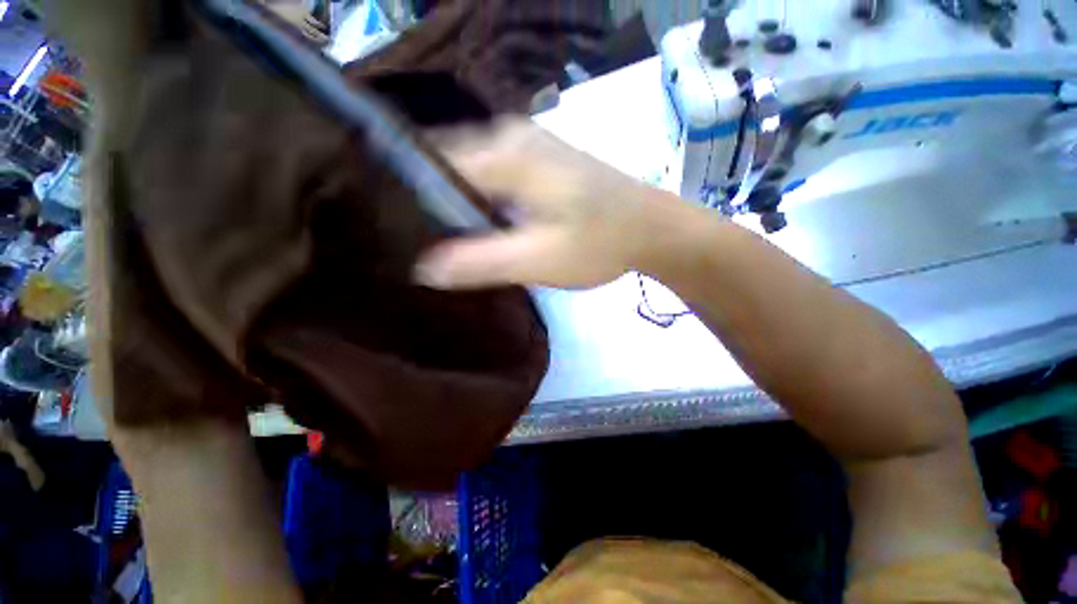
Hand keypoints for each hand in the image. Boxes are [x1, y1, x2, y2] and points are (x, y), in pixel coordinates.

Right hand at [415, 119, 676, 289]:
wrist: (651, 230)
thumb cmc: (600, 244)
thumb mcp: (540, 259)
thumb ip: (482, 261)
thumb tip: (425, 268)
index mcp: (506, 154)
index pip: (432, 164)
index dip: (409, 197)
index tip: (396, 231)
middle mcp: (510, 136)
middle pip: (450, 164)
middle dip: (432, 201)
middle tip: (418, 240)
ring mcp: (529, 145)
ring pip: (473, 170)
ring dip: (457, 201)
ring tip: (442, 236)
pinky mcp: (541, 161)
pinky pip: (494, 174)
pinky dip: (481, 198)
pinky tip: (480, 224)